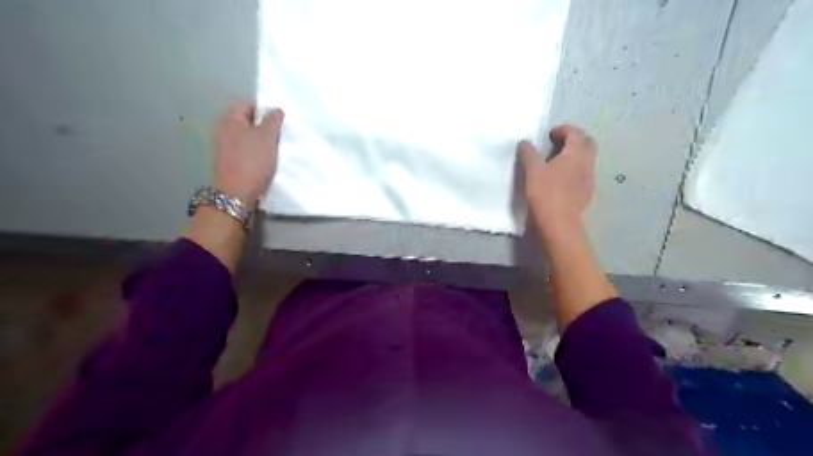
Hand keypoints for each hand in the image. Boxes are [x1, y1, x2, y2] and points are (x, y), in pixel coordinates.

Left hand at [213, 103, 283, 201]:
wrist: (237, 194)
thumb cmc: (253, 161)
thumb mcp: (267, 138)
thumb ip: (273, 121)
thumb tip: (275, 110)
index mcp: (230, 119)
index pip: (247, 105)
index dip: (264, 110)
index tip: (279, 120)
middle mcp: (223, 130)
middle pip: (246, 122)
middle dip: (262, 126)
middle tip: (279, 134)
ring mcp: (223, 147)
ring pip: (245, 137)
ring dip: (259, 141)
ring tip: (274, 148)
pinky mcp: (227, 162)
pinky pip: (243, 150)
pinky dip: (254, 152)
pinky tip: (264, 161)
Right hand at [520, 125, 594, 237]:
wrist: (558, 224)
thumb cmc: (545, 193)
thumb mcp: (532, 170)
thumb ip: (529, 153)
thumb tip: (525, 142)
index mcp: (576, 154)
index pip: (576, 133)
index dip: (564, 130)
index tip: (550, 134)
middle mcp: (587, 163)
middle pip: (588, 144)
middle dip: (575, 140)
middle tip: (558, 144)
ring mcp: (589, 180)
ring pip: (587, 160)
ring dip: (575, 156)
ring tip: (557, 163)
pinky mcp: (586, 194)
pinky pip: (583, 175)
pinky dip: (575, 171)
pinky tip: (562, 180)